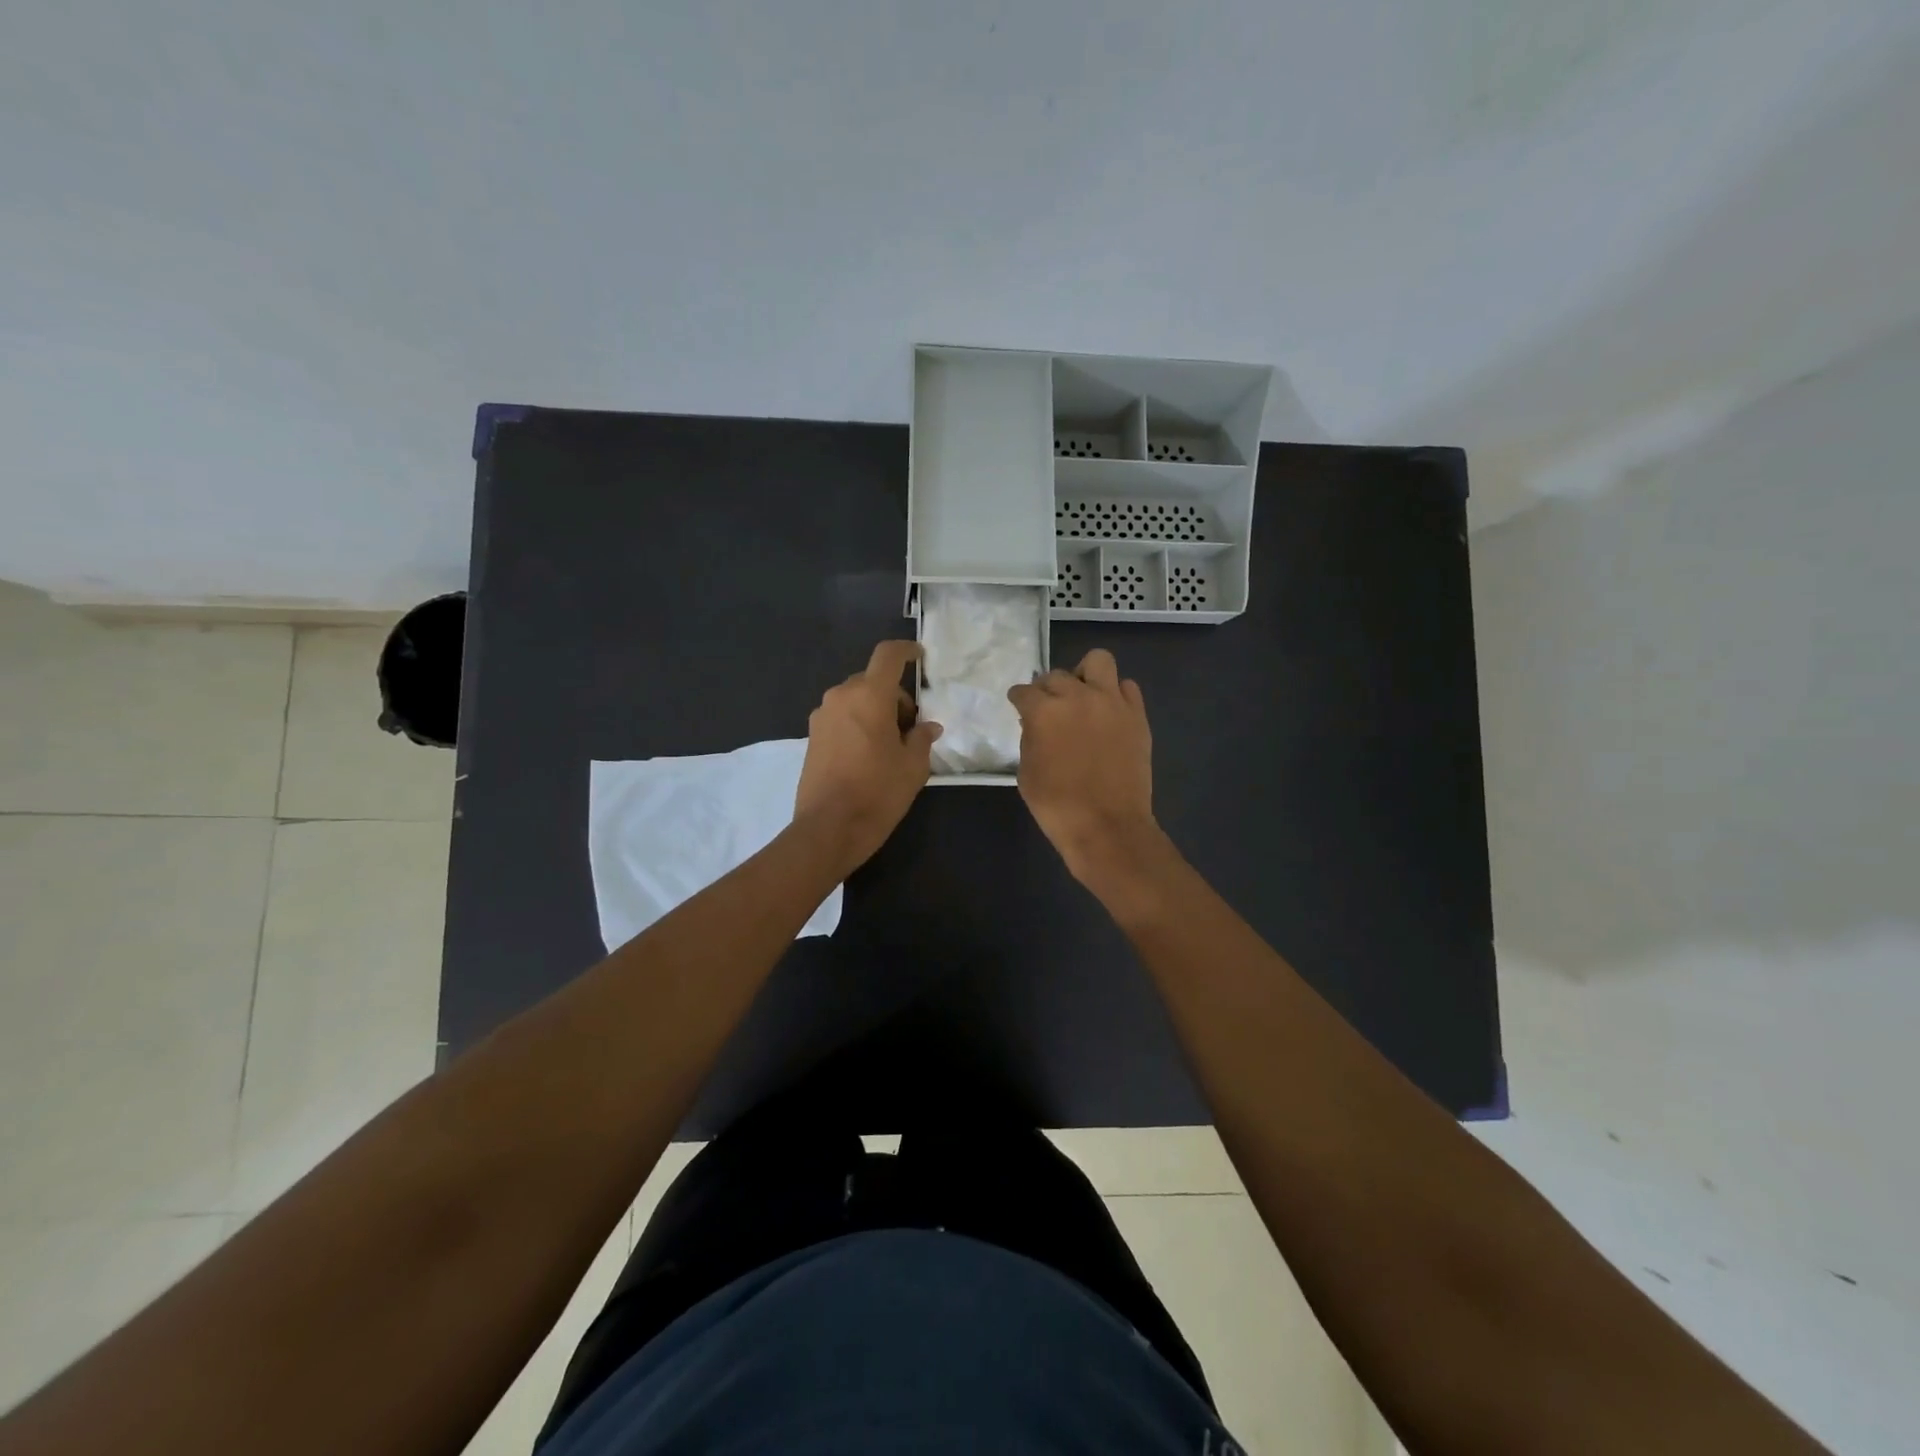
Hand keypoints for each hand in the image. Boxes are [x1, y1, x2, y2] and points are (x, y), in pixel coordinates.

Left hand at [794, 640, 942, 874]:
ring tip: (889, 745)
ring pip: (855, 699)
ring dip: (874, 710)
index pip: (888, 656)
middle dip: (894, 696)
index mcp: (869, 695)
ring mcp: (822, 716)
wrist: (829, 827)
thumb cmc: (878, 792)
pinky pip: (841, 717)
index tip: (919, 657)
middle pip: (872, 681)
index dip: (906, 650)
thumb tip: (927, 727)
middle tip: (910, 728)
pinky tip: (867, 755)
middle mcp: (841, 697)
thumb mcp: (913, 766)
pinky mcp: (812, 736)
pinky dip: (857, 724)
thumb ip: (921, 738)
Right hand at [1007, 648, 1166, 889]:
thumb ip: (1030, 738)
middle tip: (1050, 709)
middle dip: (1048, 690)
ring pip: (1098, 661)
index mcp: (1044, 711)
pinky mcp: (1137, 716)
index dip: (1019, 700)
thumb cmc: (1057, 806)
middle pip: (1056, 676)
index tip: (1019, 706)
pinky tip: (1108, 713)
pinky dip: (1115, 694)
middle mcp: (1078, 696)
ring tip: (1083, 696)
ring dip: (1085, 675)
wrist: (1107, 827)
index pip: (1024, 691)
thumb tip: (1036, 723)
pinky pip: (1127, 687)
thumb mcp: (1027, 773)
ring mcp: (1112, 702)